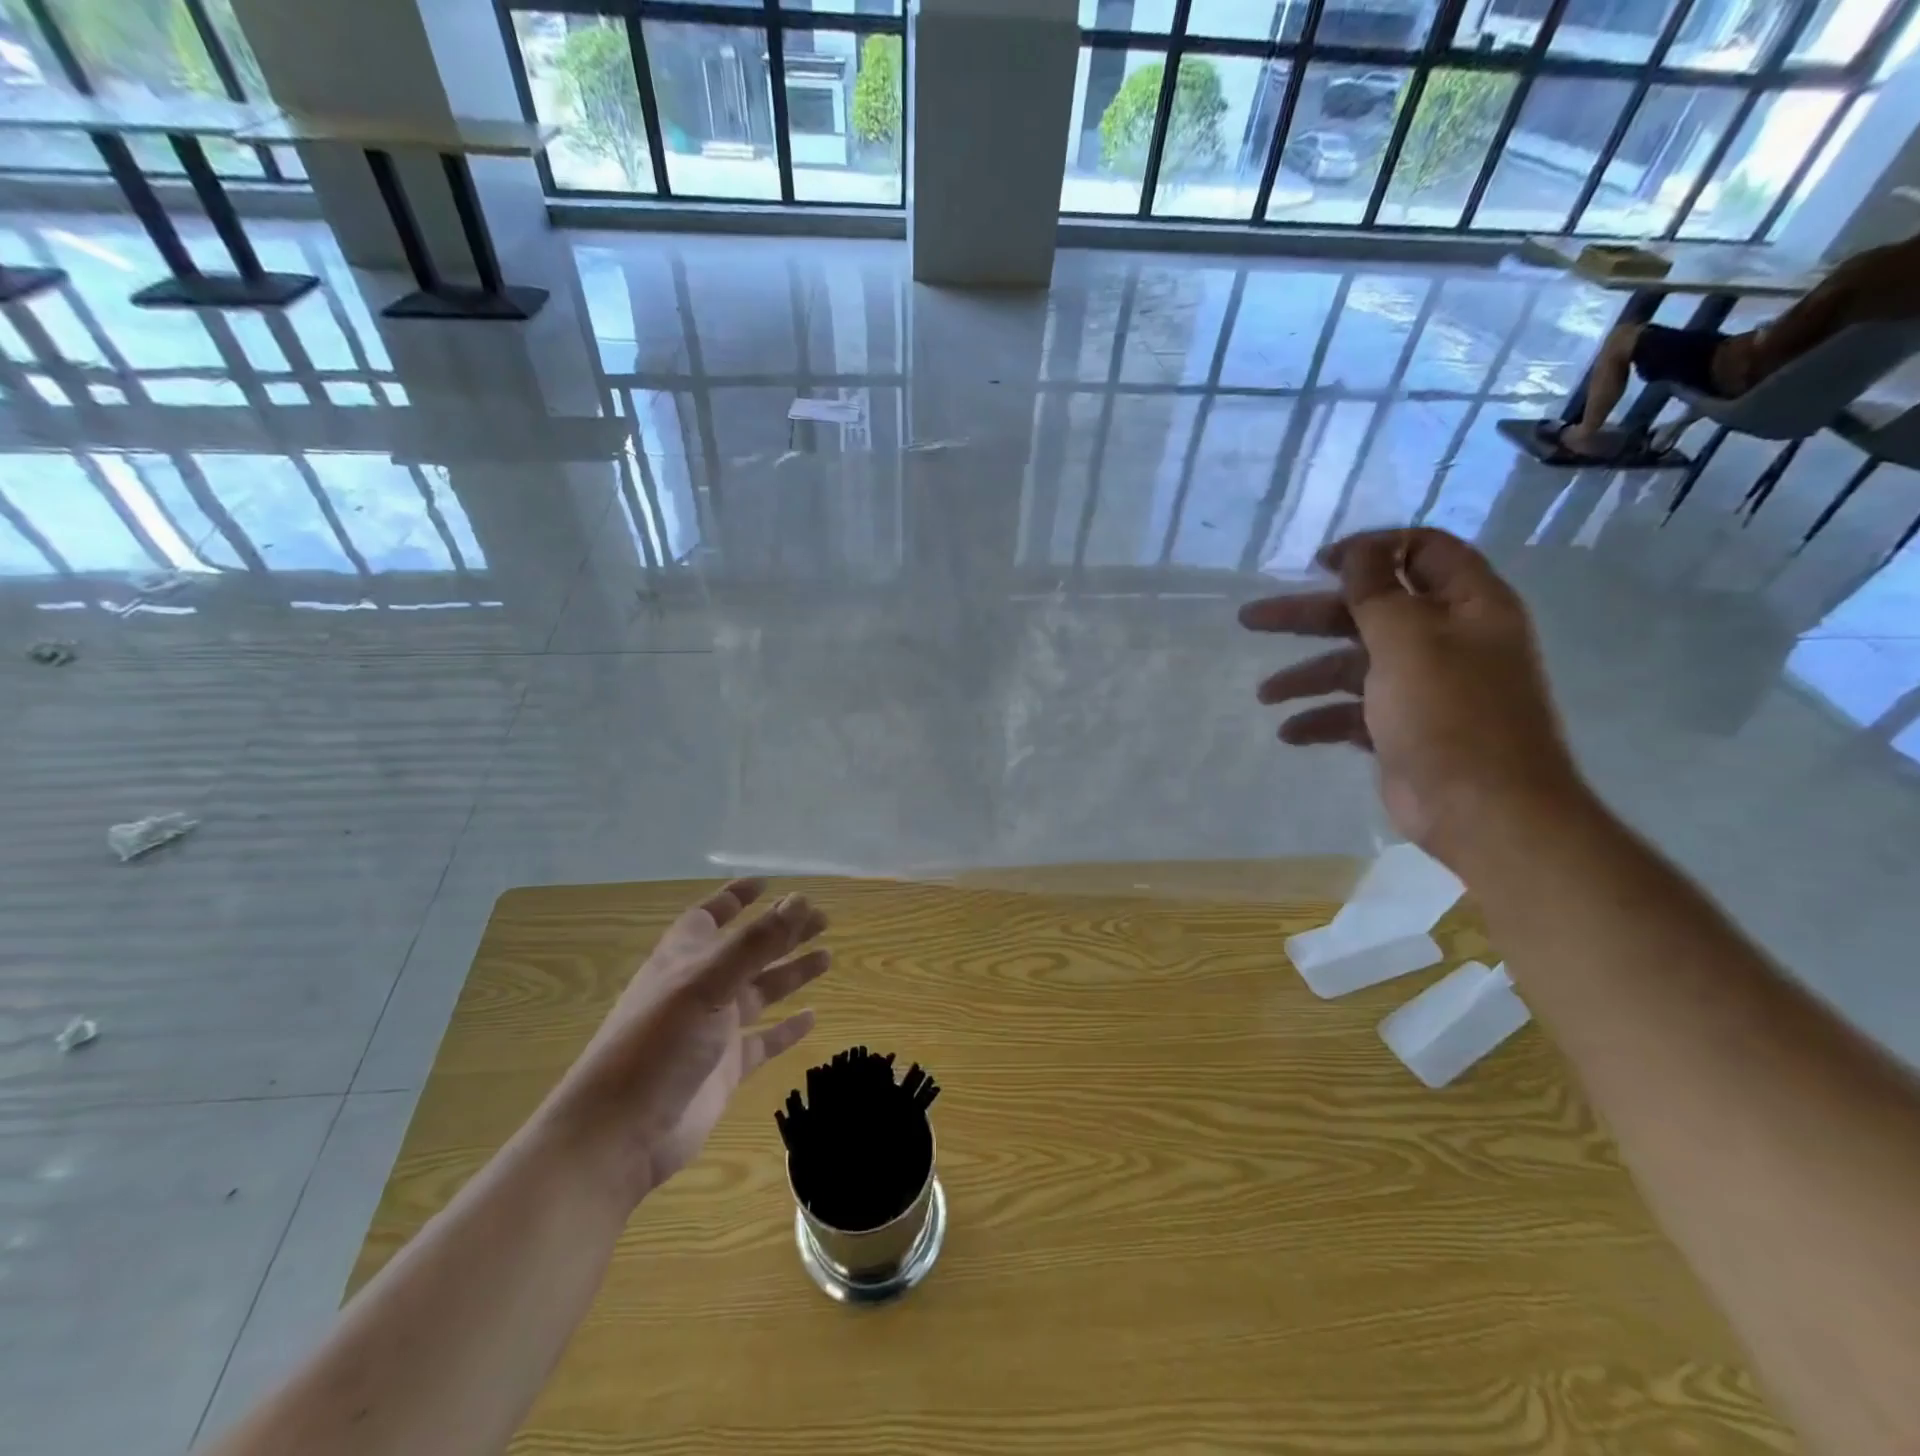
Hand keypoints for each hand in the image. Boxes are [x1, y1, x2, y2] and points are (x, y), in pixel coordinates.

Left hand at [549, 879, 830, 1203]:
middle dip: (781, 932)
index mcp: (683, 959)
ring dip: (790, 973)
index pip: (711, 916)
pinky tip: (813, 1017)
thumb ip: (755, 943)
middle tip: (822, 919)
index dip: (736, 897)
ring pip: (760, 991)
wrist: (618, 1135)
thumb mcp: (707, 983)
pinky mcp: (725, 1069)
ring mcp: (712, 1030)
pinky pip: (762, 1042)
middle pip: (747, 950)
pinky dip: (786, 1029)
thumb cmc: (656, 1044)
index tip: (768, 883)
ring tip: (827, 957)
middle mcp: (699, 988)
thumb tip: (799, 900)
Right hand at [1239, 528, 1586, 866]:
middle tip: (1252, 618)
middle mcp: (1447, 640)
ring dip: (1306, 675)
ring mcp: (1424, 688)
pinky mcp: (1403, 729)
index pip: (1422, 552)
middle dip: (1309, 615)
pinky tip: (1290, 733)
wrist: (1484, 810)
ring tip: (1264, 694)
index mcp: (1466, 606)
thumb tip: (1358, 549)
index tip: (1317, 563)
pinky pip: (1353, 712)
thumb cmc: (1449, 713)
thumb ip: (1377, 590)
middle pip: (1370, 610)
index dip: (1371, 550)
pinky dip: (1322, 718)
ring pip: (1354, 665)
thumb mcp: (1408, 639)